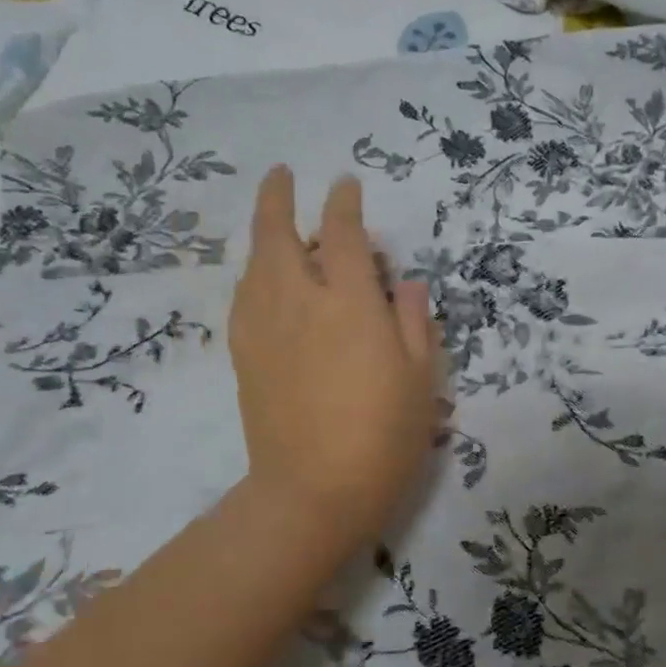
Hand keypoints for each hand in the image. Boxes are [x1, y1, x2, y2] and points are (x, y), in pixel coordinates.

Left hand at [229, 167, 440, 559]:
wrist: (314, 491)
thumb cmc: (383, 434)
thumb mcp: (420, 376)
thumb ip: (414, 321)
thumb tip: (405, 283)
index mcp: (349, 302)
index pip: (343, 234)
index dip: (344, 203)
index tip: (345, 185)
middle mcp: (299, 302)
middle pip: (277, 234)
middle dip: (277, 197)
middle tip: (281, 175)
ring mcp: (264, 329)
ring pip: (255, 265)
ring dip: (263, 235)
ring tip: (276, 227)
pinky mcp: (245, 357)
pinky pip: (245, 299)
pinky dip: (254, 276)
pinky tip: (263, 281)